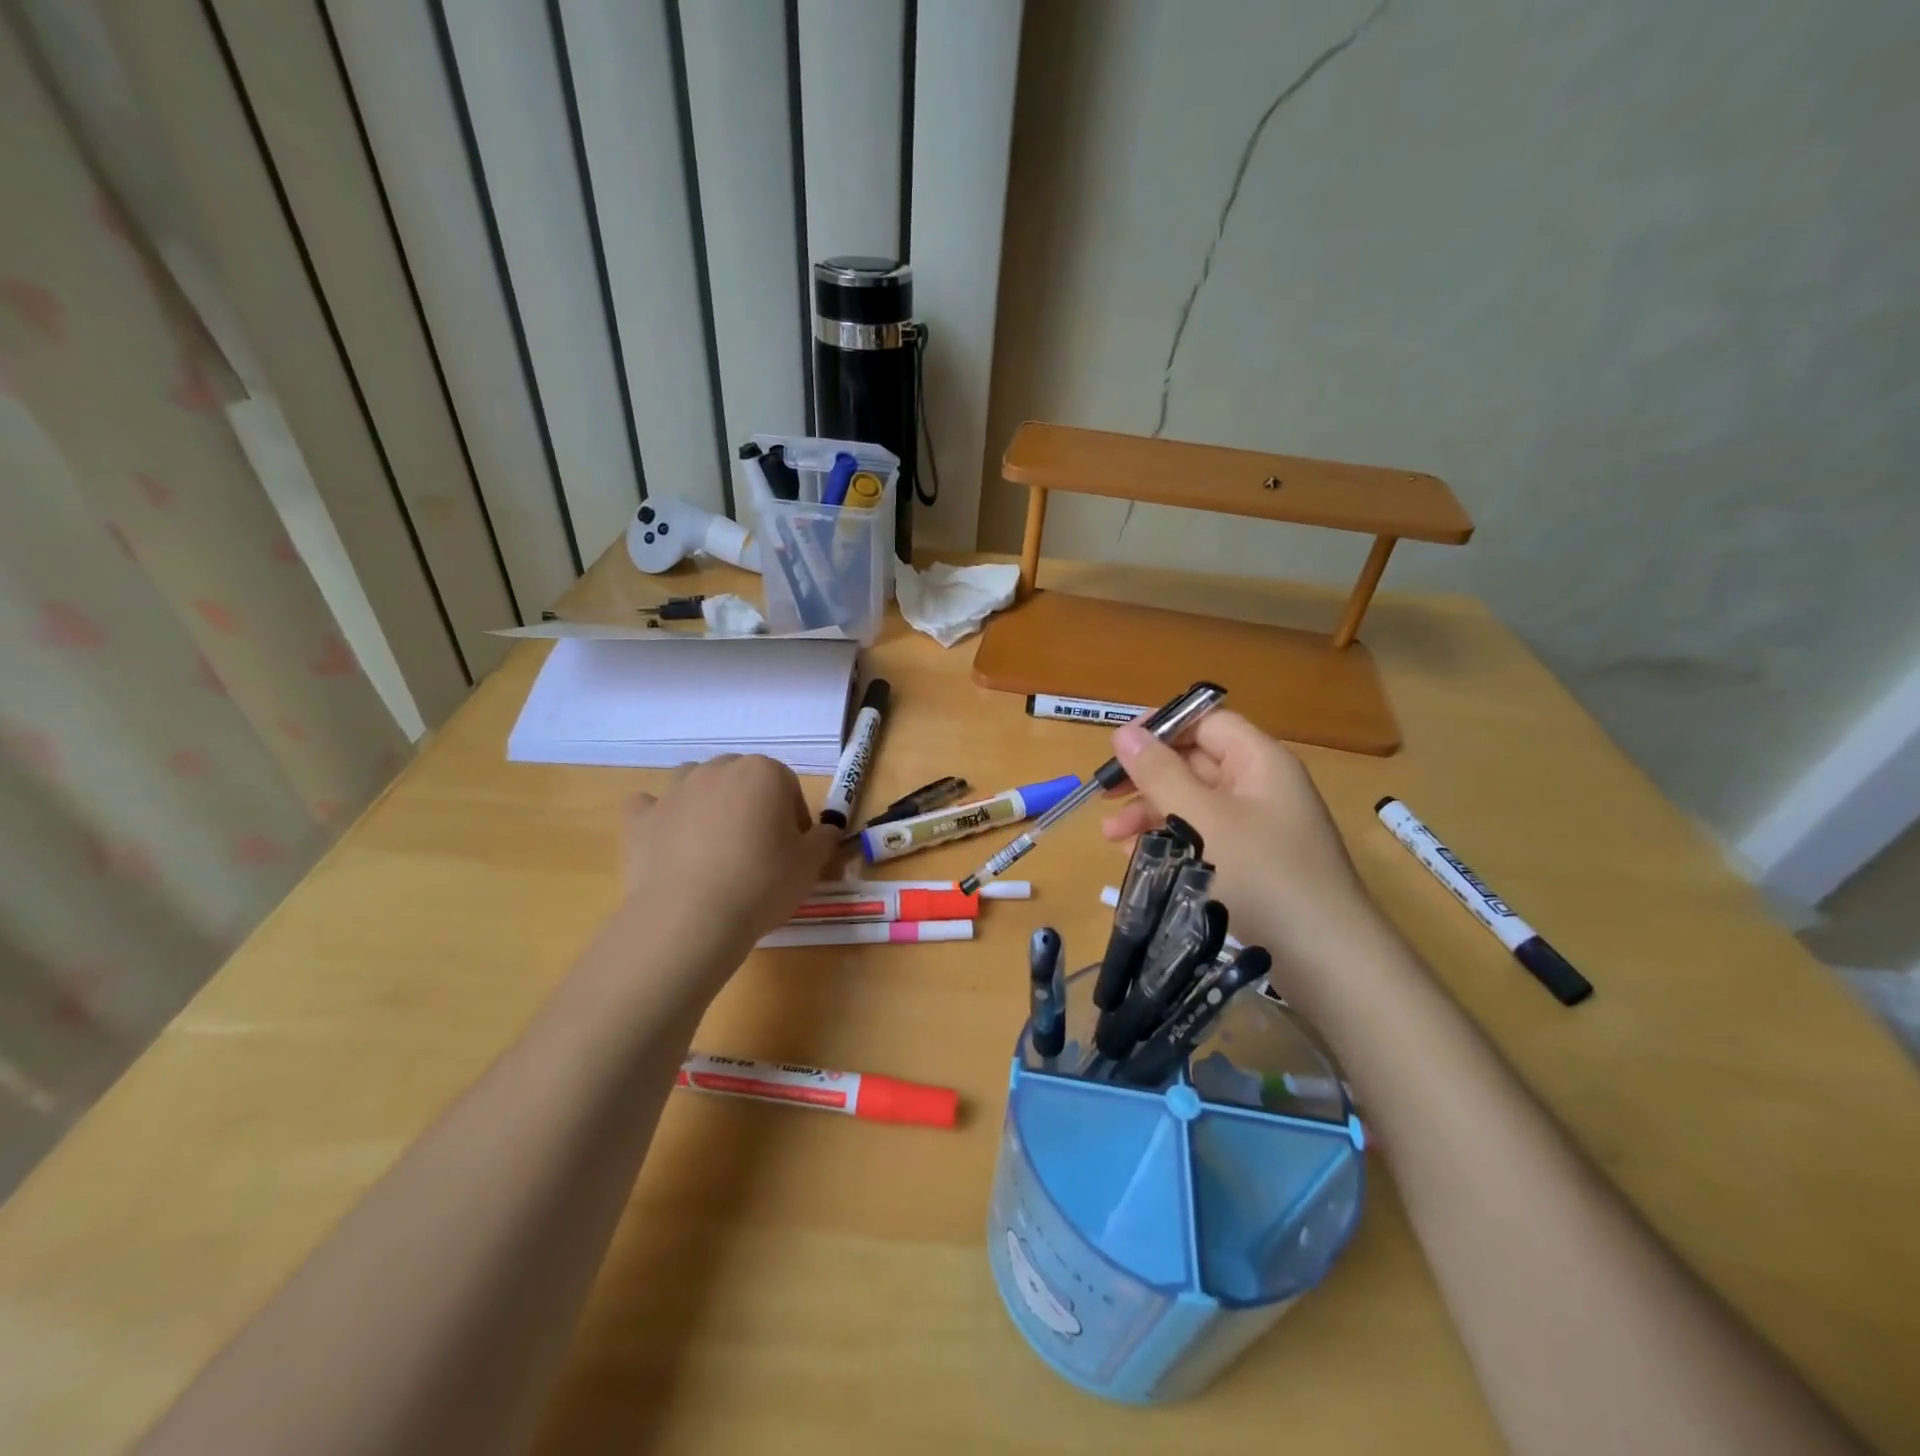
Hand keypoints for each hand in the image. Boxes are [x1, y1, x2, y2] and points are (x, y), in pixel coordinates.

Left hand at [622, 754, 836, 959]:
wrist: (691, 917)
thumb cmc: (762, 883)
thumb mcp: (811, 864)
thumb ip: (824, 839)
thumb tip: (825, 831)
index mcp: (764, 773)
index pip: (788, 786)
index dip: (794, 817)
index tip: (793, 849)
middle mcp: (718, 770)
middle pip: (743, 778)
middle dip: (752, 804)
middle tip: (758, 848)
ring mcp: (675, 791)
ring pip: (697, 782)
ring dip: (708, 802)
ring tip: (715, 844)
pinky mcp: (641, 818)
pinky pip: (651, 806)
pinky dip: (661, 817)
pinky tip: (670, 842)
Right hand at [1101, 711, 1394, 987]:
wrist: (1327, 963)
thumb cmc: (1263, 876)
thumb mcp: (1203, 819)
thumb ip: (1160, 773)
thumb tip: (1124, 732)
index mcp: (1260, 763)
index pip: (1207, 723)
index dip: (1161, 728)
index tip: (1116, 747)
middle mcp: (1261, 789)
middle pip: (1196, 764)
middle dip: (1147, 779)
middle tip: (1103, 797)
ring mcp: (1258, 830)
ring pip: (1194, 805)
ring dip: (1151, 814)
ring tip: (1110, 837)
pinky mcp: (1252, 866)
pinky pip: (1203, 839)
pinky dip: (1170, 843)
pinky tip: (1137, 859)